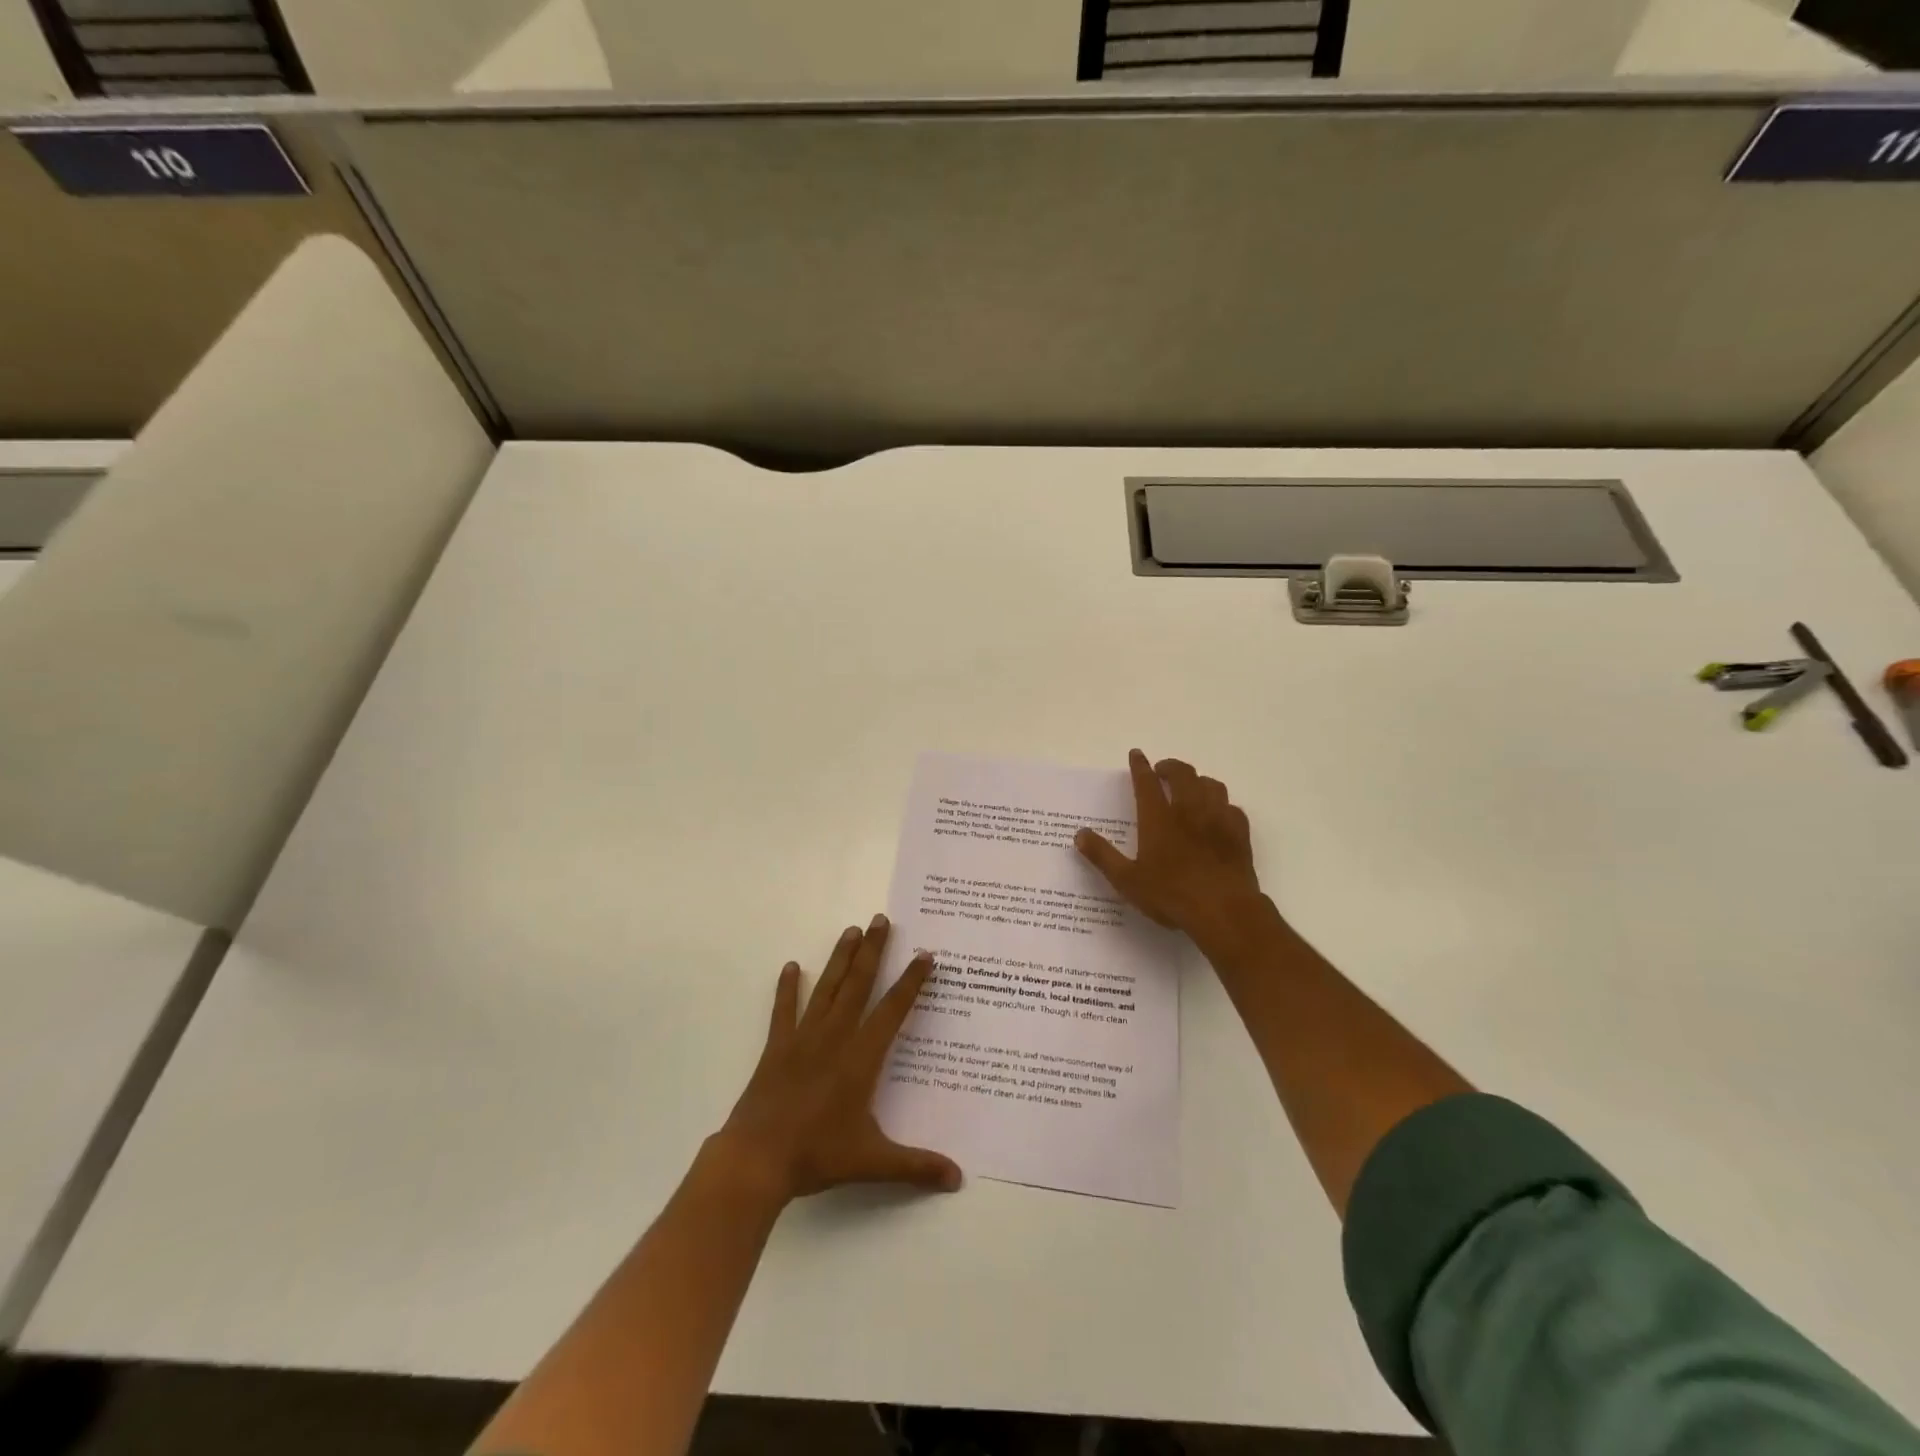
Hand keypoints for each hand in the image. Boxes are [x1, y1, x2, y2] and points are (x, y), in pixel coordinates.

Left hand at [714, 915, 961, 1204]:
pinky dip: (788, 988)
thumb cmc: (818, 1156)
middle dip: (873, 950)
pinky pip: (784, 1010)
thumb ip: (917, 1166)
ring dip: (840, 958)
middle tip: (881, 919)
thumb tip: (958, 1178)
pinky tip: (792, 966)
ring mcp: (803, 1038)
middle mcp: (835, 1037)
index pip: (893, 1010)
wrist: (757, 1160)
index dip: (911, 982)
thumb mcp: (873, 1162)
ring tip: (851, 930)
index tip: (924, 955)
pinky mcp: (777, 1048)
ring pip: (827, 988)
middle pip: (858, 984)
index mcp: (861, 1057)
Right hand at [1075, 750, 1267, 957]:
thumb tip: (1079, 834)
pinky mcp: (1239, 833)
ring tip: (1190, 787)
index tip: (1137, 754)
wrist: (1224, 911)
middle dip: (1170, 767)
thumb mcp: (1127, 880)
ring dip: (1198, 780)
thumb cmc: (1171, 895)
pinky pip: (1232, 807)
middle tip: (1162, 771)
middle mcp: (1189, 810)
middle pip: (1182, 774)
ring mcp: (1218, 819)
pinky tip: (1218, 814)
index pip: (1146, 782)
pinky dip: (1221, 804)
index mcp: (1158, 819)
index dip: (1140, 766)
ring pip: (1211, 784)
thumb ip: (1102, 855)